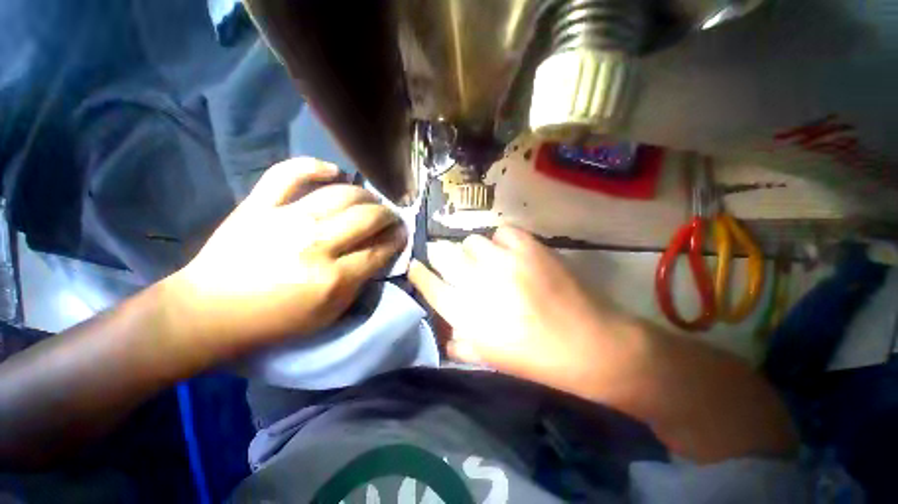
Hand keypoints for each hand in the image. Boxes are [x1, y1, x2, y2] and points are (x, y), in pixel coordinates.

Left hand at [172, 157, 405, 357]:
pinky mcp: (259, 205)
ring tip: (369, 201)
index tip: (402, 234)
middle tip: (390, 218)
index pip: (380, 250)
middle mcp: (315, 244)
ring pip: (341, 194)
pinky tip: (333, 172)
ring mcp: (286, 219)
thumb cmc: (275, 320)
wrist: (210, 311)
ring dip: (365, 195)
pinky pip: (289, 173)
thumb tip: (378, 253)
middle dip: (387, 216)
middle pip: (367, 218)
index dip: (397, 239)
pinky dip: (314, 166)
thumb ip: (358, 282)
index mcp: (333, 278)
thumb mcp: (329, 314)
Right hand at [410, 226, 639, 393]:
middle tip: (448, 259)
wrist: (589, 345)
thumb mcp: (490, 360)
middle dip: (440, 255)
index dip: (419, 273)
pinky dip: (502, 241)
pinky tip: (511, 254)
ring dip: (474, 251)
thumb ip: (460, 343)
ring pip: (472, 241)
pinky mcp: (529, 247)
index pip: (429, 284)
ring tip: (487, 260)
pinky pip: (502, 232)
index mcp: (466, 314)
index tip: (417, 267)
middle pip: (443, 254)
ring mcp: (505, 261)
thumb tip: (445, 329)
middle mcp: (479, 283)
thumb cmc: (535, 360)